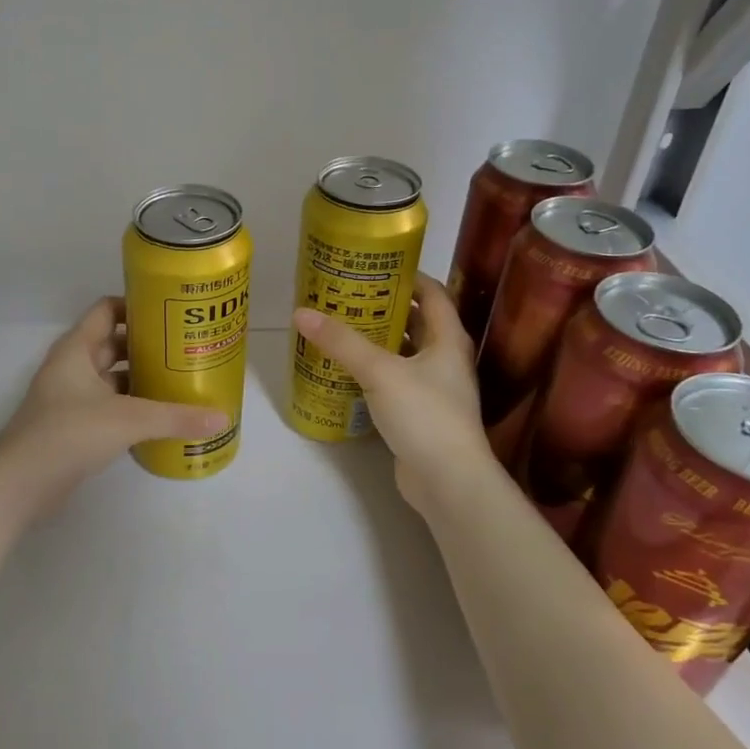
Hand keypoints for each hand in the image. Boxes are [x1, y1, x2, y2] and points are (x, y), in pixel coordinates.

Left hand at [0, 296, 229, 519]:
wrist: (20, 483)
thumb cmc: (69, 434)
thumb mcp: (129, 420)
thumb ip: (176, 417)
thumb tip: (223, 418)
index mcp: (76, 349)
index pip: (107, 311)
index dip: (136, 306)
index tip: (170, 313)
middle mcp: (71, 367)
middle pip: (112, 344)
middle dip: (146, 346)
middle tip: (185, 349)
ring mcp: (69, 398)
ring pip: (110, 378)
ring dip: (139, 378)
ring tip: (179, 381)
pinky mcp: (72, 426)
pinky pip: (107, 406)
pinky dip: (130, 406)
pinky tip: (158, 417)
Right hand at [292, 274, 493, 511]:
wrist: (448, 481)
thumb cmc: (424, 415)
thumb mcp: (380, 372)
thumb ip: (342, 342)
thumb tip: (301, 313)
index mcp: (448, 340)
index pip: (433, 294)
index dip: (408, 277)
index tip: (375, 267)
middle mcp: (445, 360)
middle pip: (416, 323)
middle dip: (384, 309)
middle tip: (346, 297)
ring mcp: (434, 390)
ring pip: (404, 355)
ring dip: (377, 342)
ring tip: (340, 329)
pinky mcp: (420, 414)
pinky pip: (394, 382)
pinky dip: (373, 373)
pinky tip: (345, 372)